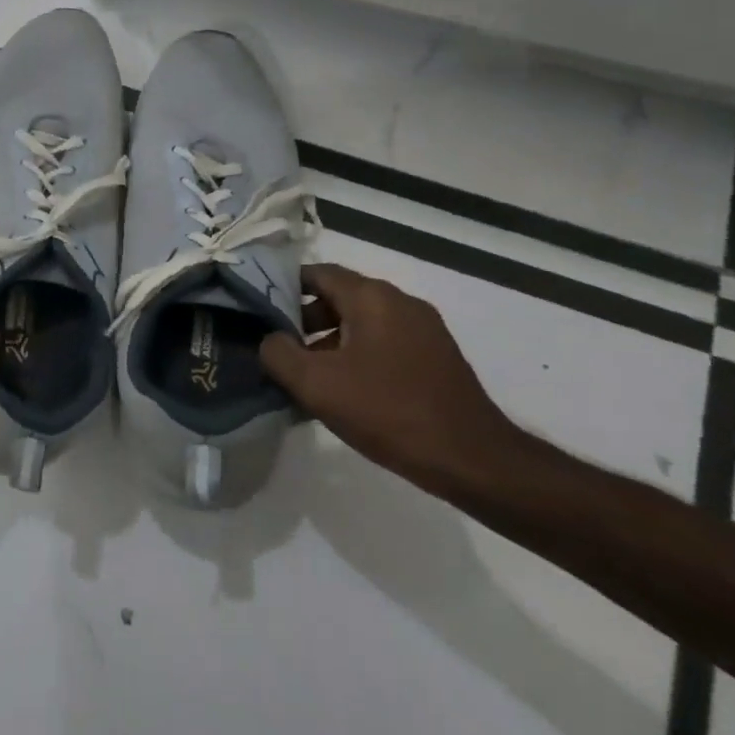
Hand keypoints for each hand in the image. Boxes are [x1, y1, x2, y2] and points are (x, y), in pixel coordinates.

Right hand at [260, 263, 526, 494]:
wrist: (475, 461)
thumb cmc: (389, 412)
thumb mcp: (316, 385)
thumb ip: (279, 353)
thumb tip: (271, 340)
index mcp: (372, 297)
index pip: (316, 273)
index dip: (283, 287)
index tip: (259, 311)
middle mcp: (400, 302)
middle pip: (339, 297)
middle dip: (304, 319)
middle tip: (280, 348)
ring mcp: (424, 329)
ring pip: (362, 322)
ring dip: (330, 342)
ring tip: (308, 376)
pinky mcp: (437, 357)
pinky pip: (384, 343)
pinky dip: (358, 355)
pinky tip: (347, 392)